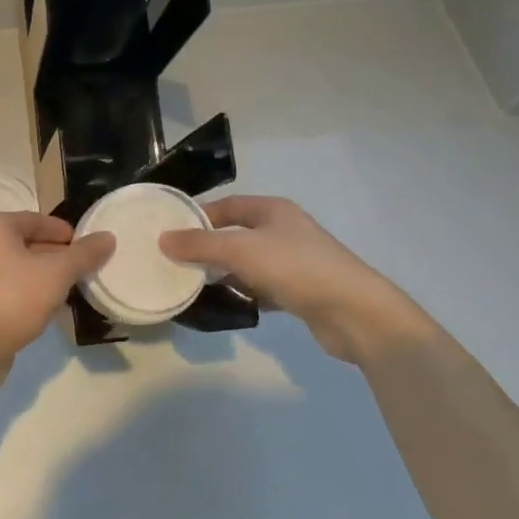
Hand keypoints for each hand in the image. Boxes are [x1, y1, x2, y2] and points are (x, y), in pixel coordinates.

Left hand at [0, 211, 114, 381]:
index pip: (37, 220)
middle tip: (82, 270)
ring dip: (43, 276)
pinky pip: (8, 289)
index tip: (87, 248)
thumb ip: (84, 254)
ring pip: (17, 268)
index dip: (64, 232)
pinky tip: (47, 309)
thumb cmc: (15, 297)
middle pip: (26, 243)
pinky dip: (28, 293)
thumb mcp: (57, 272)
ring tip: (69, 290)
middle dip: (55, 256)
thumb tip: (108, 237)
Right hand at [158, 195, 433, 365]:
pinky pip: (261, 287)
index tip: (169, 232)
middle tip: (174, 261)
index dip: (198, 216)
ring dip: (224, 272)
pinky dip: (244, 293)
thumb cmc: (296, 268)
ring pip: (247, 263)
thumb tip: (162, 239)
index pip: (226, 206)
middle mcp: (283, 230)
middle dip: (207, 247)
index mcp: (272, 210)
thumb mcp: (241, 251)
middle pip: (235, 234)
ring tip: (192, 284)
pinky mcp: (299, 291)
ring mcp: (293, 261)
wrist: (356, 313)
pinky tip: (227, 303)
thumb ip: (200, 245)